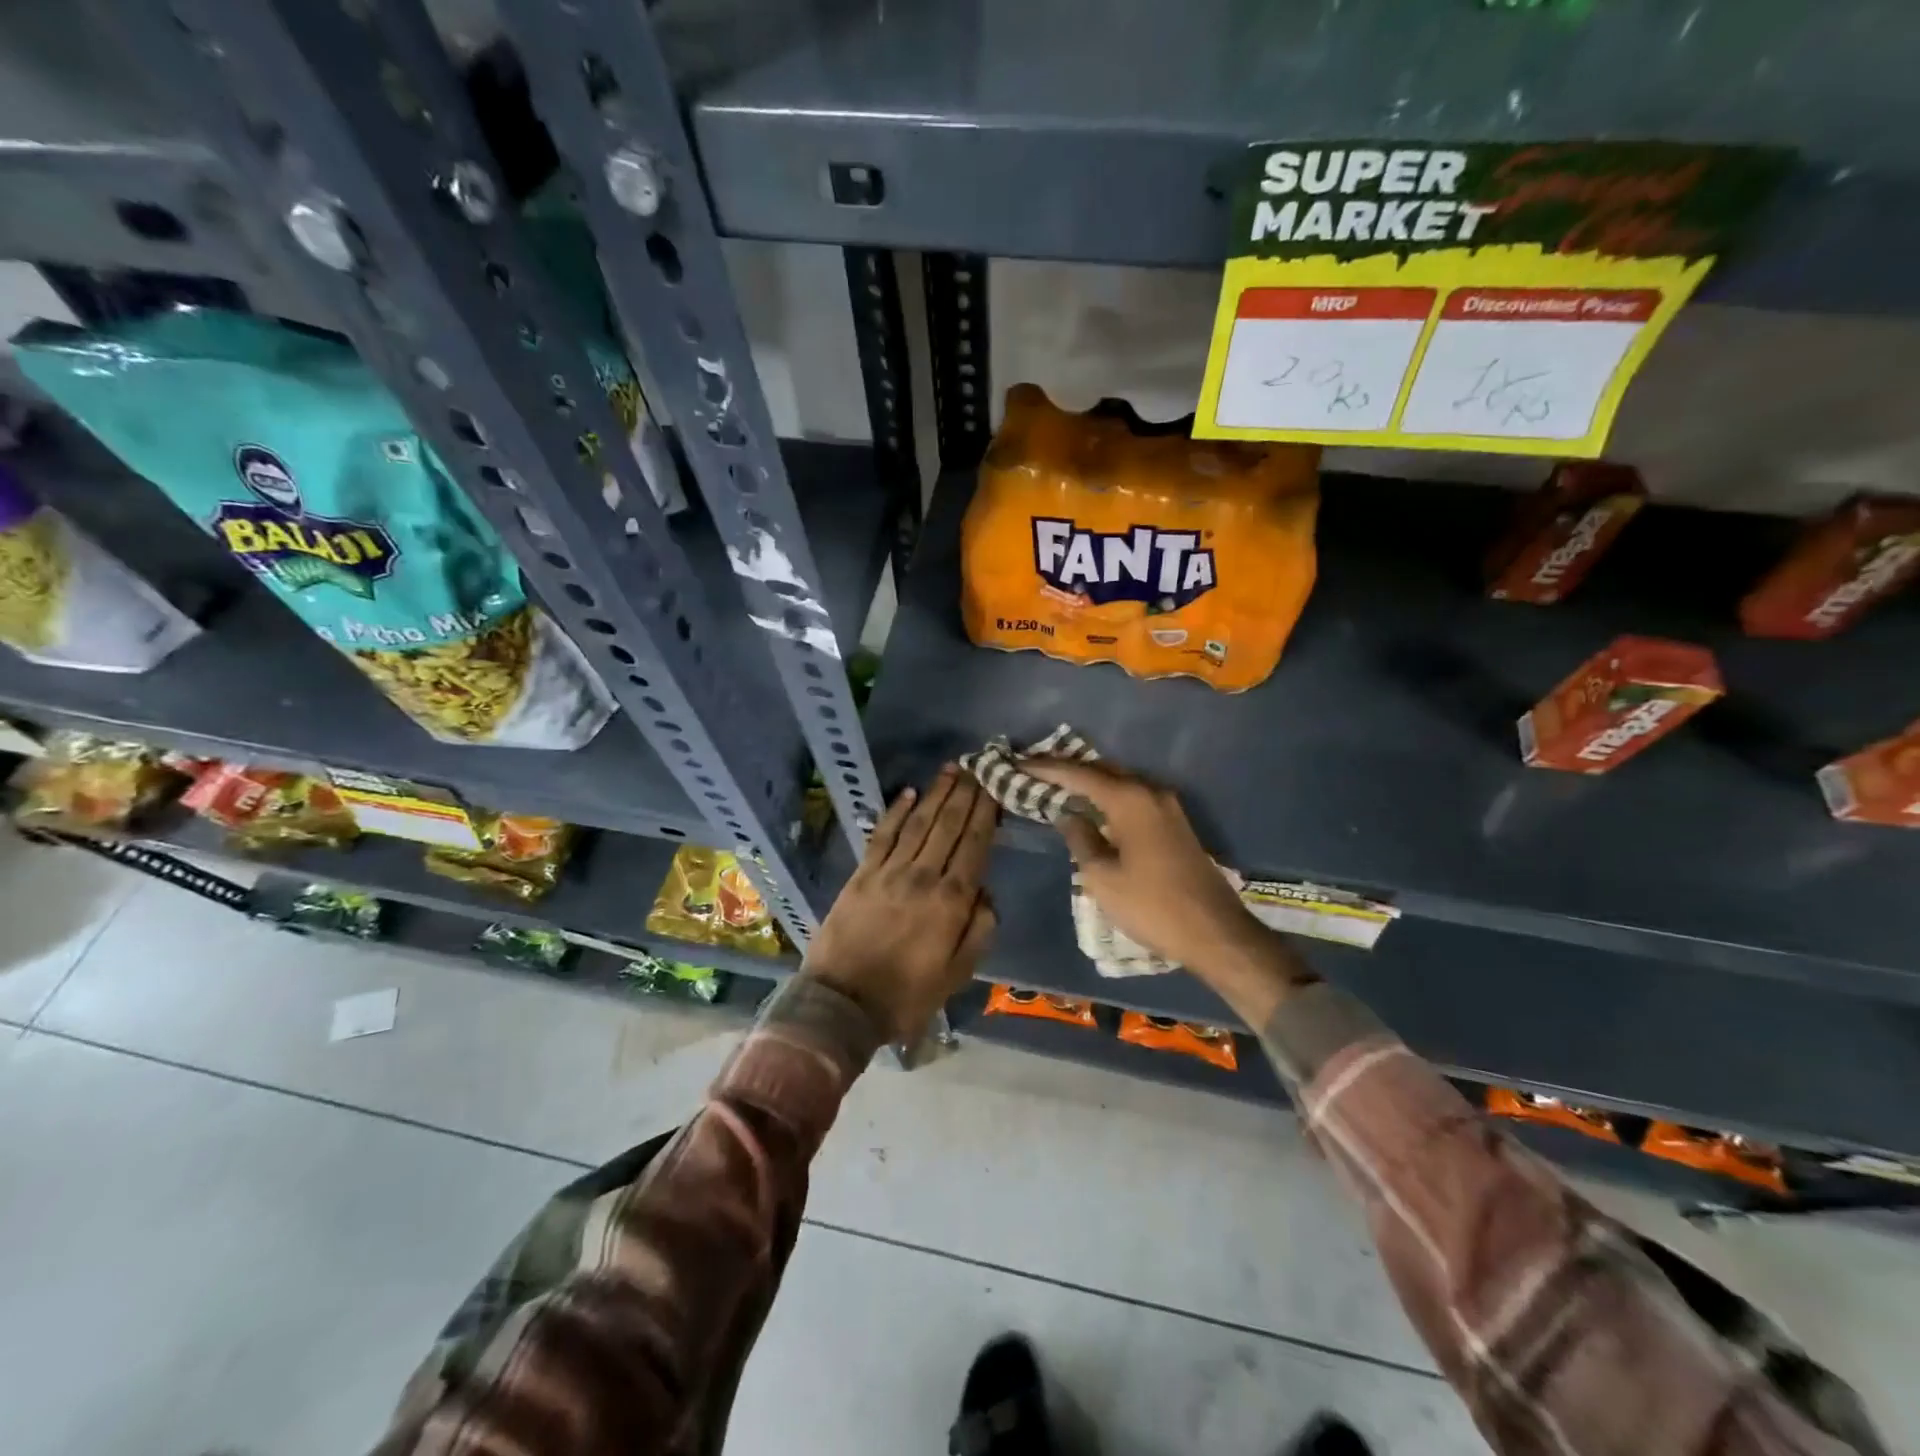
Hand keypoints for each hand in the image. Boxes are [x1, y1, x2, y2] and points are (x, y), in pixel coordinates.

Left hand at [802, 765, 998, 1041]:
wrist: (842, 1004)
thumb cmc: (907, 995)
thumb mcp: (957, 974)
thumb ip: (979, 930)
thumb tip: (986, 891)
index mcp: (950, 902)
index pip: (974, 845)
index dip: (985, 813)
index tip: (994, 787)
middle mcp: (923, 876)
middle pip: (948, 826)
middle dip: (965, 794)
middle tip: (977, 766)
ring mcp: (889, 872)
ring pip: (919, 823)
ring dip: (936, 794)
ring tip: (952, 770)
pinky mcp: (862, 874)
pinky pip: (883, 834)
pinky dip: (897, 811)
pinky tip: (910, 793)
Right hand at [1023, 758, 1277, 982]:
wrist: (1214, 931)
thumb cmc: (1151, 906)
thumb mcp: (1102, 877)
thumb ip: (1080, 838)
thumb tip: (1067, 814)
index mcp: (1129, 800)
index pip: (1079, 774)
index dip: (1046, 768)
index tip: (1018, 762)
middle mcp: (1150, 792)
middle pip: (1101, 770)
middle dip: (1067, 768)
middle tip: (1033, 770)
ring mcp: (1167, 806)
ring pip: (1119, 782)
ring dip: (1088, 781)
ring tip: (1056, 784)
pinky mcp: (1174, 823)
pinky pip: (1132, 797)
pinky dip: (1107, 796)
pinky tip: (1091, 806)